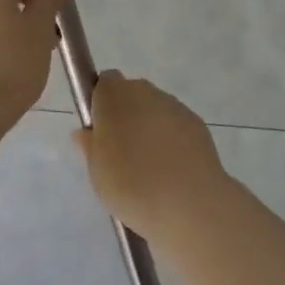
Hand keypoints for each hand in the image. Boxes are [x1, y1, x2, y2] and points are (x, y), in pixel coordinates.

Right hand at [73, 72, 230, 240]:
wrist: (187, 202)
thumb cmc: (130, 184)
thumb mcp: (96, 171)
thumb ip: (90, 146)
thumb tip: (86, 132)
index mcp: (114, 96)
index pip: (105, 82)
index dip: (101, 103)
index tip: (100, 131)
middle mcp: (145, 92)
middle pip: (131, 94)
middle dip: (126, 115)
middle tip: (121, 152)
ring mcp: (174, 106)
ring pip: (155, 110)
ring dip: (150, 127)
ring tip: (150, 167)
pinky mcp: (197, 123)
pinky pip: (176, 126)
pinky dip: (172, 140)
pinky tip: (172, 171)